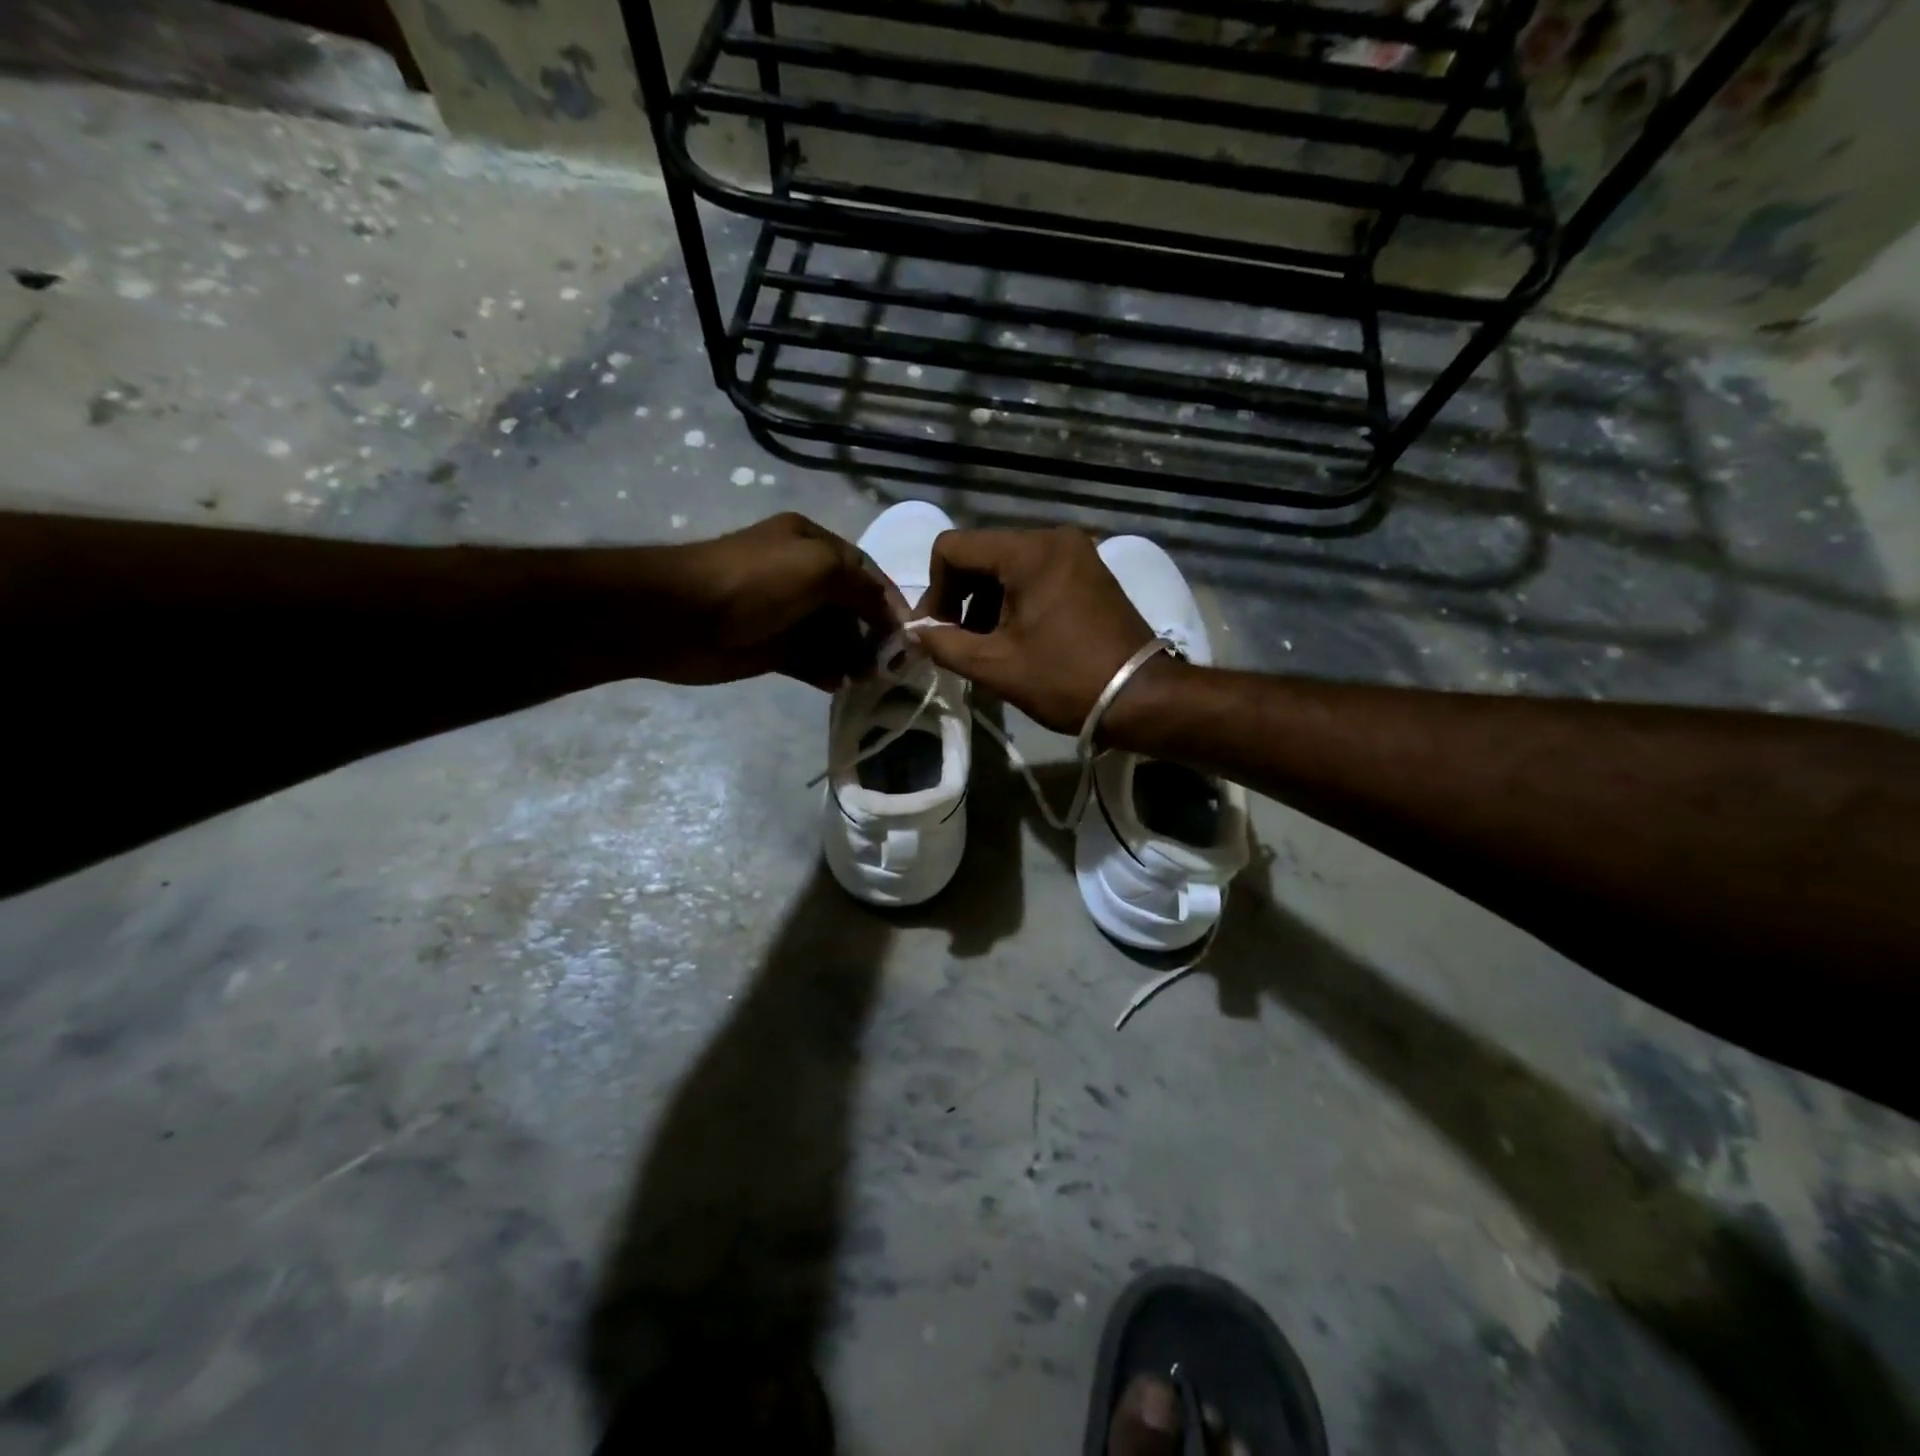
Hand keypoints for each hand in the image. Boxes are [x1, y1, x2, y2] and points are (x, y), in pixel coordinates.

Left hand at [657, 513, 906, 687]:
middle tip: (887, 665)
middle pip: (852, 607)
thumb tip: (890, 616)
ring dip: (853, 657)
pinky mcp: (771, 647)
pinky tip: (835, 684)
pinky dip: (826, 671)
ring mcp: (785, 613)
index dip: (888, 601)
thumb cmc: (755, 582)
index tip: (907, 635)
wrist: (680, 616)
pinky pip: (810, 660)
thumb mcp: (819, 568)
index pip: (865, 571)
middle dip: (873, 634)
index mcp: (812, 544)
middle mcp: (801, 575)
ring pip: (833, 637)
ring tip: (863, 679)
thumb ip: (862, 588)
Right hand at [910, 526, 1154, 732]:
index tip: (936, 632)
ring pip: (1007, 565)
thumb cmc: (1065, 680)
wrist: (1141, 697)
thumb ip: (944, 645)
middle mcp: (1053, 537)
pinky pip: (1035, 573)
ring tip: (988, 646)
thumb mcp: (995, 666)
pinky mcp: (1089, 571)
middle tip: (958, 643)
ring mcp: (1076, 552)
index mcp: (1028, 551)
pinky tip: (1016, 637)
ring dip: (986, 602)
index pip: (953, 548)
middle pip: (981, 554)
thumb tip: (914, 633)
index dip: (934, 590)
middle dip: (960, 598)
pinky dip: (1015, 600)